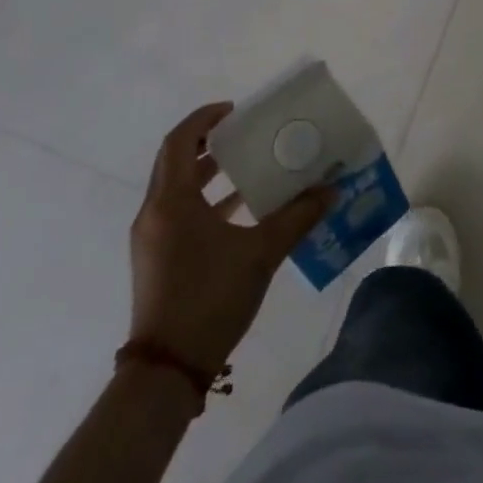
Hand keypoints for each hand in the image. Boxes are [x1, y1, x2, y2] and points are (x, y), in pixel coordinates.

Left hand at [128, 104, 331, 373]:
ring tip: (248, 166)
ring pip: (177, 188)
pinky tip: (241, 210)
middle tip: (246, 133)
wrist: (166, 372)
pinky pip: (179, 212)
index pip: (180, 141)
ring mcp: (152, 238)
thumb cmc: (209, 299)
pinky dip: (206, 201)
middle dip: (209, 142)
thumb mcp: (261, 254)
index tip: (236, 111)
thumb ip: (297, 217)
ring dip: (209, 172)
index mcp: (171, 202)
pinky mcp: (157, 259)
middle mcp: (154, 213)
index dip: (205, 119)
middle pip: (176, 161)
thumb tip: (331, 190)